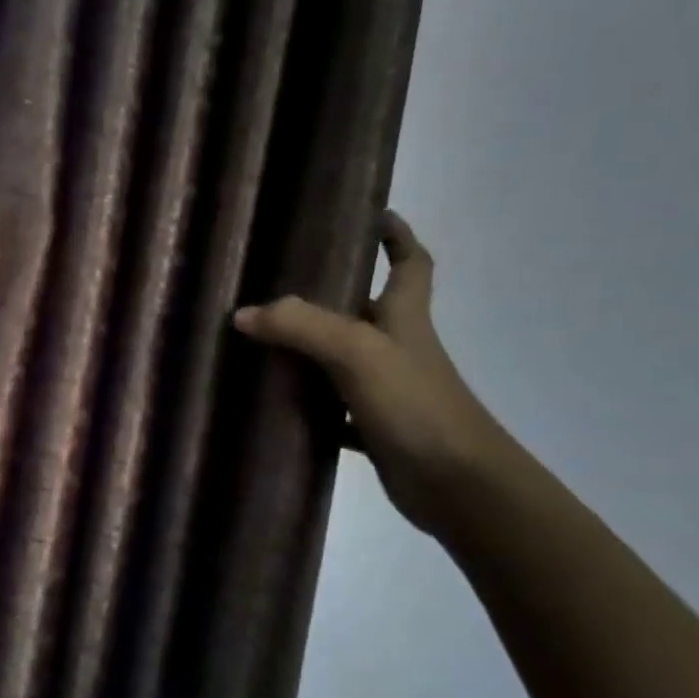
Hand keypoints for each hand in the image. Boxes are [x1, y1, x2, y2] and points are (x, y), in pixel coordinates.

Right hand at [234, 211, 513, 534]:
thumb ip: (300, 327)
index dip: (397, 236)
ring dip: (310, 352)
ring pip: (343, 361)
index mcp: (405, 318)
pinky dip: (307, 407)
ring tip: (262, 341)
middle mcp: (398, 348)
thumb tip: (242, 314)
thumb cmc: (415, 404)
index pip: (410, 263)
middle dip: (332, 295)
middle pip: (367, 310)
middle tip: (280, 285)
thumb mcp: (356, 352)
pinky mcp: (374, 430)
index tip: (374, 214)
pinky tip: (274, 408)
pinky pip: (332, 411)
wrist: (456, 483)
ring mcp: (387, 391)